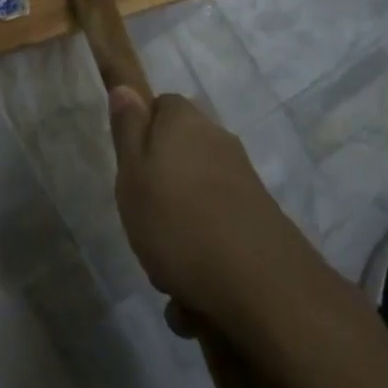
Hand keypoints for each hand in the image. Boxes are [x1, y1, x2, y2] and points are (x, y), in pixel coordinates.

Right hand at [108, 86, 310, 320]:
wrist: (261, 285)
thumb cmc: (178, 221)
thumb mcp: (132, 173)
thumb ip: (127, 130)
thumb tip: (126, 88)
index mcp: (184, 122)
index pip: (160, 106)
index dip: (141, 134)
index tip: (129, 168)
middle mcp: (217, 141)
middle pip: (179, 155)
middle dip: (160, 190)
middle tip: (143, 223)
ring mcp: (242, 180)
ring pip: (196, 200)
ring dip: (179, 234)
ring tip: (168, 274)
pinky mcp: (259, 219)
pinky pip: (218, 232)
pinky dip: (204, 258)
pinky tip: (194, 299)